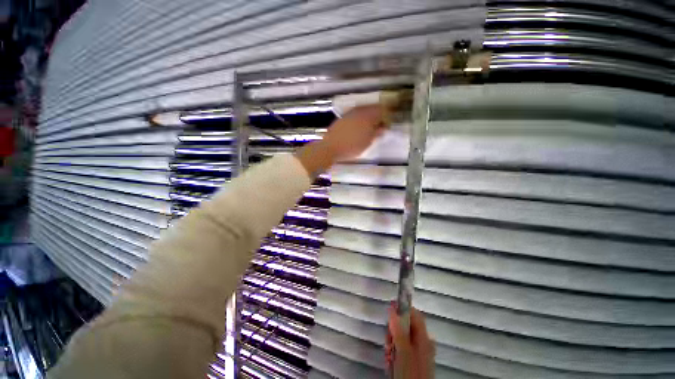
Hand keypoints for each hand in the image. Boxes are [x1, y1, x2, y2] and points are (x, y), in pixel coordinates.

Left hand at [296, 105, 387, 176]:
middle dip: (377, 116)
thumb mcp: (367, 143)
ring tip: (369, 128)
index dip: (386, 117)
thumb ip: (376, 133)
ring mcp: (349, 113)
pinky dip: (359, 119)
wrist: (330, 148)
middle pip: (372, 108)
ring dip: (368, 117)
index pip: (381, 111)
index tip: (386, 126)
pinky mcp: (342, 118)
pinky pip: (355, 114)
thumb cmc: (352, 147)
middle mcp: (359, 111)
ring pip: (363, 111)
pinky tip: (358, 128)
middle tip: (379, 127)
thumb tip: (382, 128)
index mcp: (368, 116)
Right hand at [386, 303, 434, 378]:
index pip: (414, 314)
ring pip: (401, 338)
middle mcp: (423, 342)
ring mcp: (418, 352)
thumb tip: (392, 309)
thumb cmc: (411, 372)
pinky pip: (401, 350)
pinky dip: (394, 353)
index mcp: (424, 337)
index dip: (402, 308)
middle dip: (393, 331)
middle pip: (406, 326)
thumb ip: (398, 329)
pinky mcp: (413, 361)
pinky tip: (391, 362)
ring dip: (392, 344)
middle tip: (388, 341)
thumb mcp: (403, 350)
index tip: (389, 308)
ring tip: (389, 354)